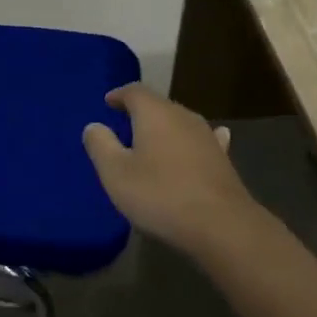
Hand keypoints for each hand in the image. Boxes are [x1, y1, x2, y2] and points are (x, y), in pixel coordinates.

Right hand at [81, 84, 251, 255]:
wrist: (221, 225)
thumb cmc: (161, 195)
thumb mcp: (116, 173)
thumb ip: (101, 145)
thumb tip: (94, 126)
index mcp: (155, 113)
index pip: (134, 91)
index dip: (119, 95)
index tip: (108, 102)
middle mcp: (182, 116)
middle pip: (158, 104)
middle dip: (140, 111)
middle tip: (124, 123)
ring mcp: (206, 136)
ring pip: (180, 122)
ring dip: (165, 127)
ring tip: (152, 138)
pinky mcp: (222, 158)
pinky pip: (203, 140)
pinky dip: (192, 141)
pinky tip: (205, 140)